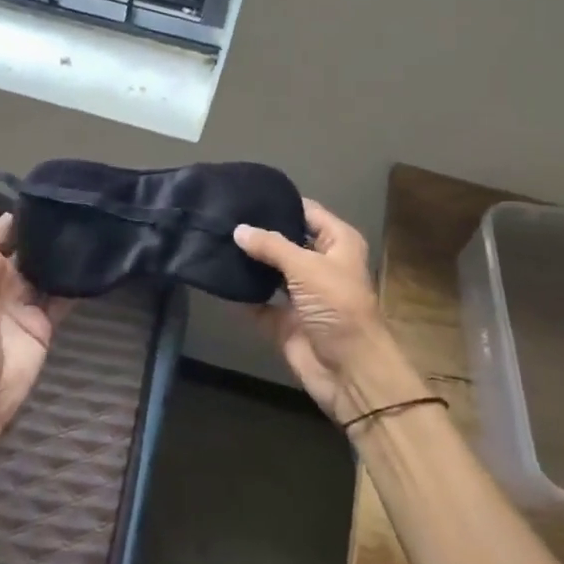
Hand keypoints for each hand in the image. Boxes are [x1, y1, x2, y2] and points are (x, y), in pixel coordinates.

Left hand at [0, 199, 72, 437]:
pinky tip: (96, 260)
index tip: (42, 188)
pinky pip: (64, 294)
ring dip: (63, 249)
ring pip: (47, 265)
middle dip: (43, 225)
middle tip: (74, 202)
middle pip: (25, 243)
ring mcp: (23, 298)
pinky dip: (77, 280)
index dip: (14, 209)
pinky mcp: (45, 319)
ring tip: (89, 223)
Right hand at [234, 200, 425, 425]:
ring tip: (214, 240)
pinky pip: (258, 302)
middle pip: (285, 240)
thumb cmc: (337, 307)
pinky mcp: (284, 320)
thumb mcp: (306, 267)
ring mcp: (301, 293)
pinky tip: (216, 278)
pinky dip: (241, 294)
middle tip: (221, 216)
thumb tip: (238, 229)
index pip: (307, 212)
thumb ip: (271, 245)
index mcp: (337, 243)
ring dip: (248, 261)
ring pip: (270, 270)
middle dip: (258, 232)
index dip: (280, 202)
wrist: (349, 371)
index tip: (245, 193)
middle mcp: (320, 263)